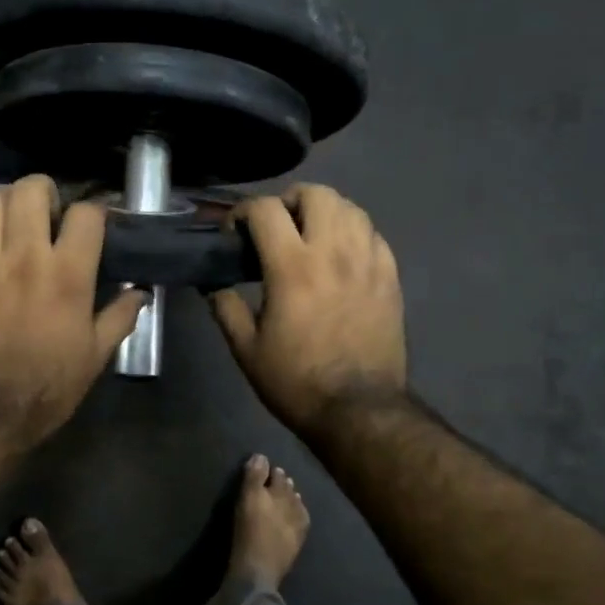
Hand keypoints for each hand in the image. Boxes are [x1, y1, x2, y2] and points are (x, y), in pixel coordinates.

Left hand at [0, 176, 146, 443]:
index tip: (94, 223)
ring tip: (9, 219)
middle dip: (43, 191)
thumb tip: (141, 292)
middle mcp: (25, 256)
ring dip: (2, 201)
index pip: (86, 214)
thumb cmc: (50, 385)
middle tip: (47, 212)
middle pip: (30, 189)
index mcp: (68, 274)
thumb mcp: (97, 355)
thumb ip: (120, 316)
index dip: (94, 212)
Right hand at [210, 184, 407, 434]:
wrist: (359, 410)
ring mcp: (368, 262)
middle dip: (289, 201)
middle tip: (277, 227)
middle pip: (316, 194)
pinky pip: (373, 234)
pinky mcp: (390, 277)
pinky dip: (353, 233)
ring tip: (310, 236)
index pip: (266, 210)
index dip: (243, 212)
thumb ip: (226, 308)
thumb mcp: (246, 349)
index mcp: (292, 267)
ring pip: (351, 208)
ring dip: (324, 212)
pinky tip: (341, 255)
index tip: (235, 233)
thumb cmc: (296, 381)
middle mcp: (333, 252)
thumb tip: (213, 285)